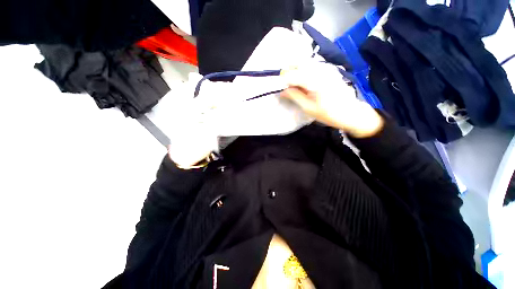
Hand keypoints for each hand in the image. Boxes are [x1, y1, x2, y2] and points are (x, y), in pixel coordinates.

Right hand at [280, 64, 383, 137]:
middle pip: (299, 66)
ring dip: (297, 74)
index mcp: (314, 81)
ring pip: (305, 66)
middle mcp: (320, 71)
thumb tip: (282, 91)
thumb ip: (295, 96)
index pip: (293, 75)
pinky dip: (304, 74)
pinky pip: (312, 68)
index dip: (284, 80)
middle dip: (290, 74)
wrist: (351, 112)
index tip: (280, 88)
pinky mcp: (329, 72)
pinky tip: (305, 84)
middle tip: (287, 87)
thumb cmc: (328, 113)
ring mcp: (325, 70)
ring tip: (294, 86)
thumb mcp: (308, 108)